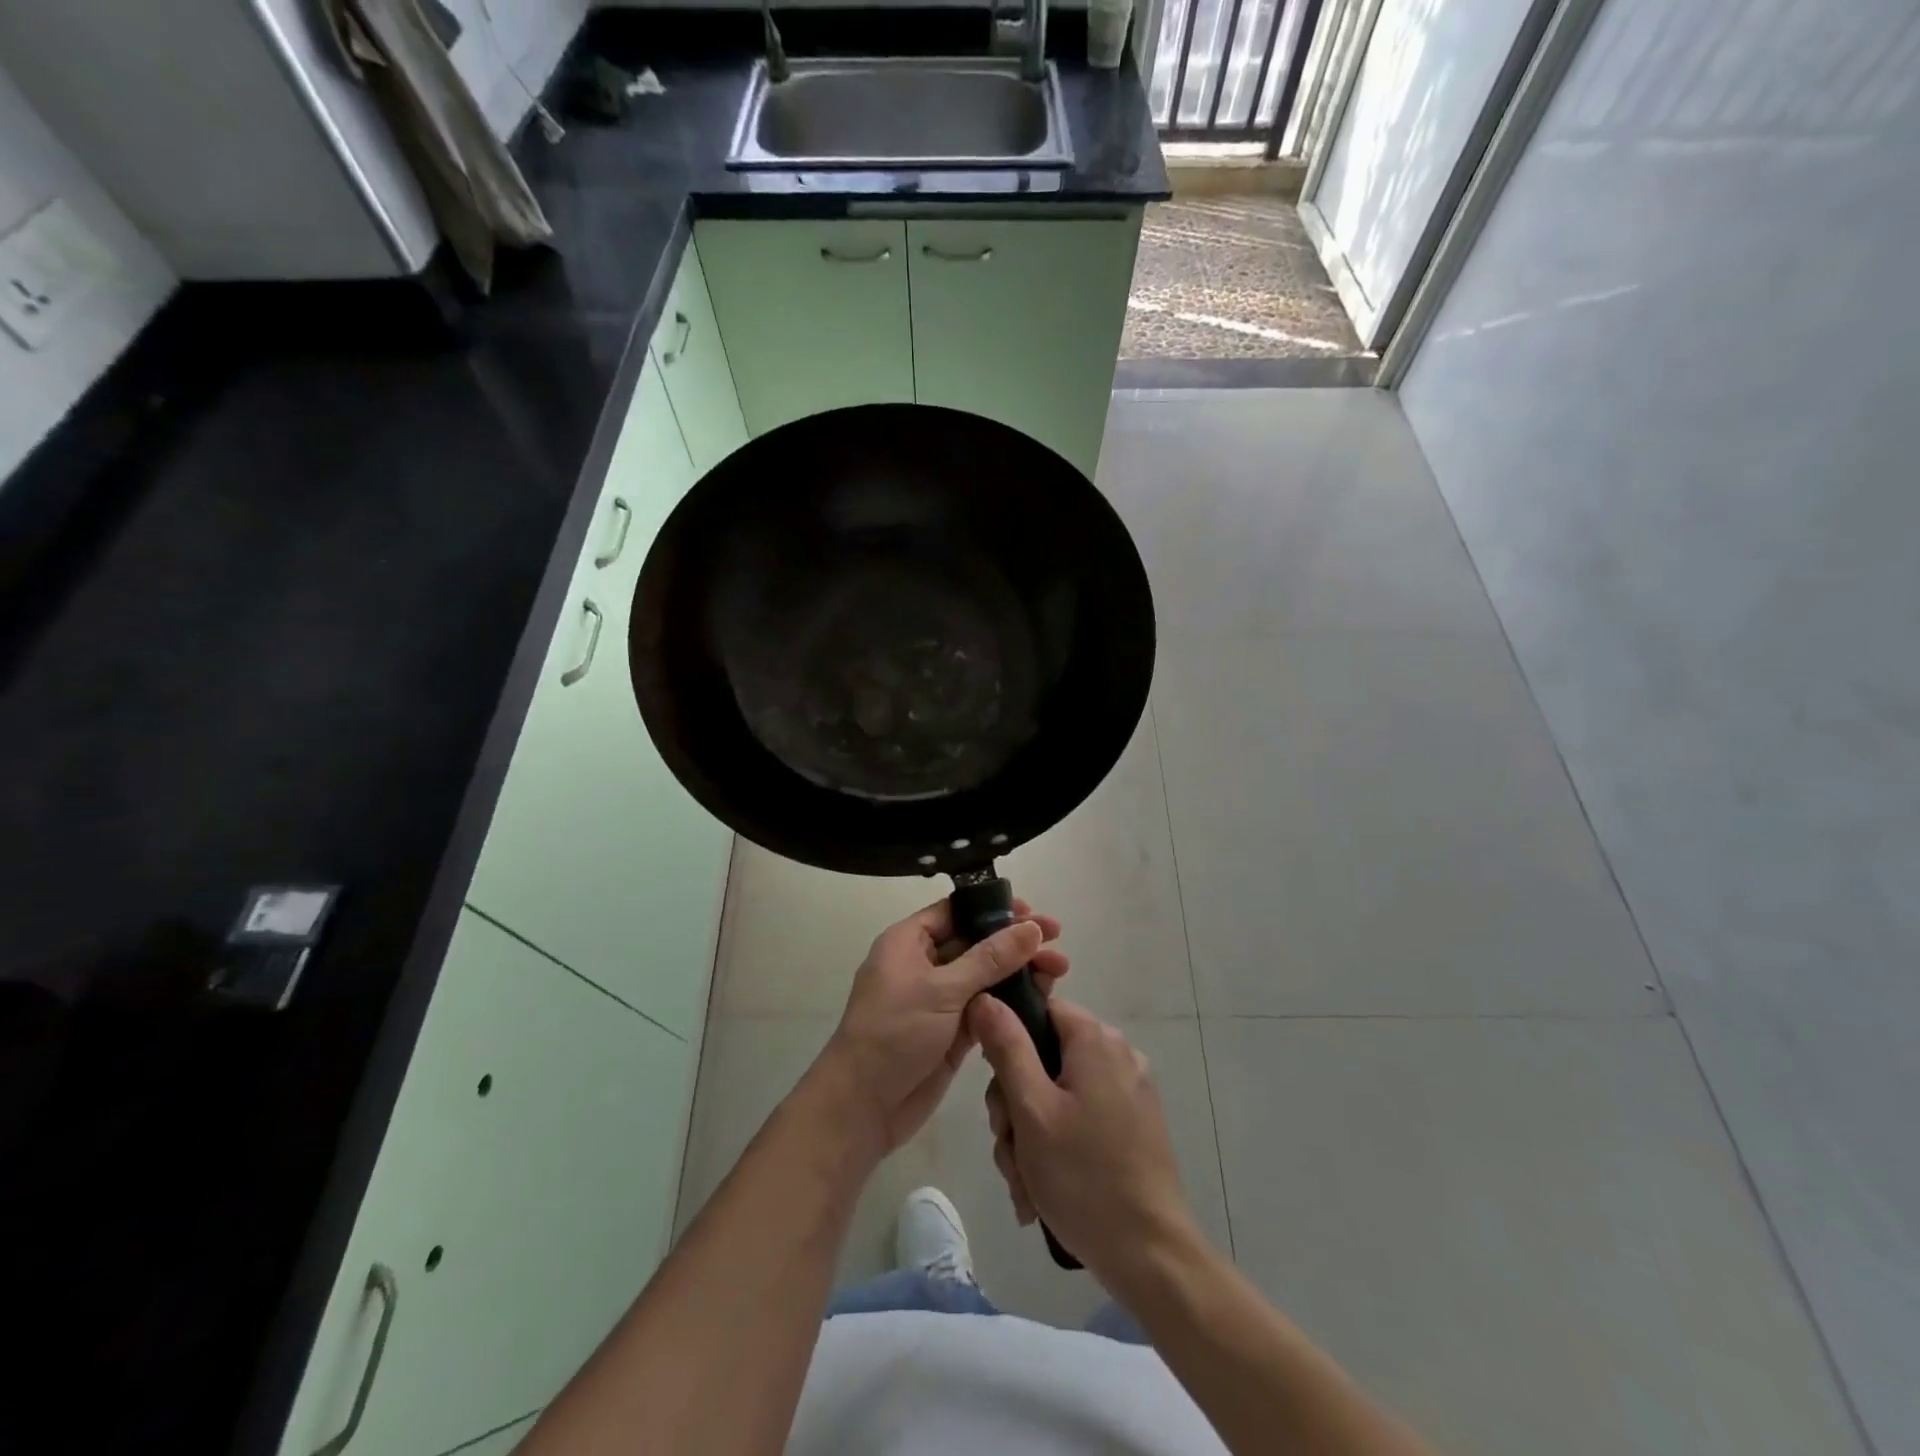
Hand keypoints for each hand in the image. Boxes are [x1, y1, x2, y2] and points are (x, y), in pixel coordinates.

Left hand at [819, 898, 1067, 1156]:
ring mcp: (939, 999)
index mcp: (909, 941)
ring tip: (1059, 971)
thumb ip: (990, 959)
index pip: (956, 911)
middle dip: (1015, 941)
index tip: (1032, 912)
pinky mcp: (953, 1031)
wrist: (863, 1106)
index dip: (994, 908)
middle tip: (1058, 941)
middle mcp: (924, 964)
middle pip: (977, 942)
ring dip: (1019, 972)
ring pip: (986, 976)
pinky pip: (988, 1007)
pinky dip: (1011, 1002)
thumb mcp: (942, 990)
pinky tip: (1042, 999)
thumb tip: (1031, 928)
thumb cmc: (894, 1033)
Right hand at [972, 995, 1196, 1288]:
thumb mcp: (1031, 1109)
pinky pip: (1082, 1118)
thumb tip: (985, 996)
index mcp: (1095, 1039)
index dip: (1009, 1043)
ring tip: (1025, 1184)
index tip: (1000, 1092)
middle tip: (1010, 1149)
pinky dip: (1059, 1146)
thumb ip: (1006, 1047)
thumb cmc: (1084, 1177)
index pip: (1039, 1010)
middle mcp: (1118, 1054)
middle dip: (1016, 1106)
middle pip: (1044, 1057)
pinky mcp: (1136, 1124)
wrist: (1151, 1257)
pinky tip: (1044, 1190)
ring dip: (1031, 1135)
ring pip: (1058, 1094)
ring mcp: (1131, 1091)